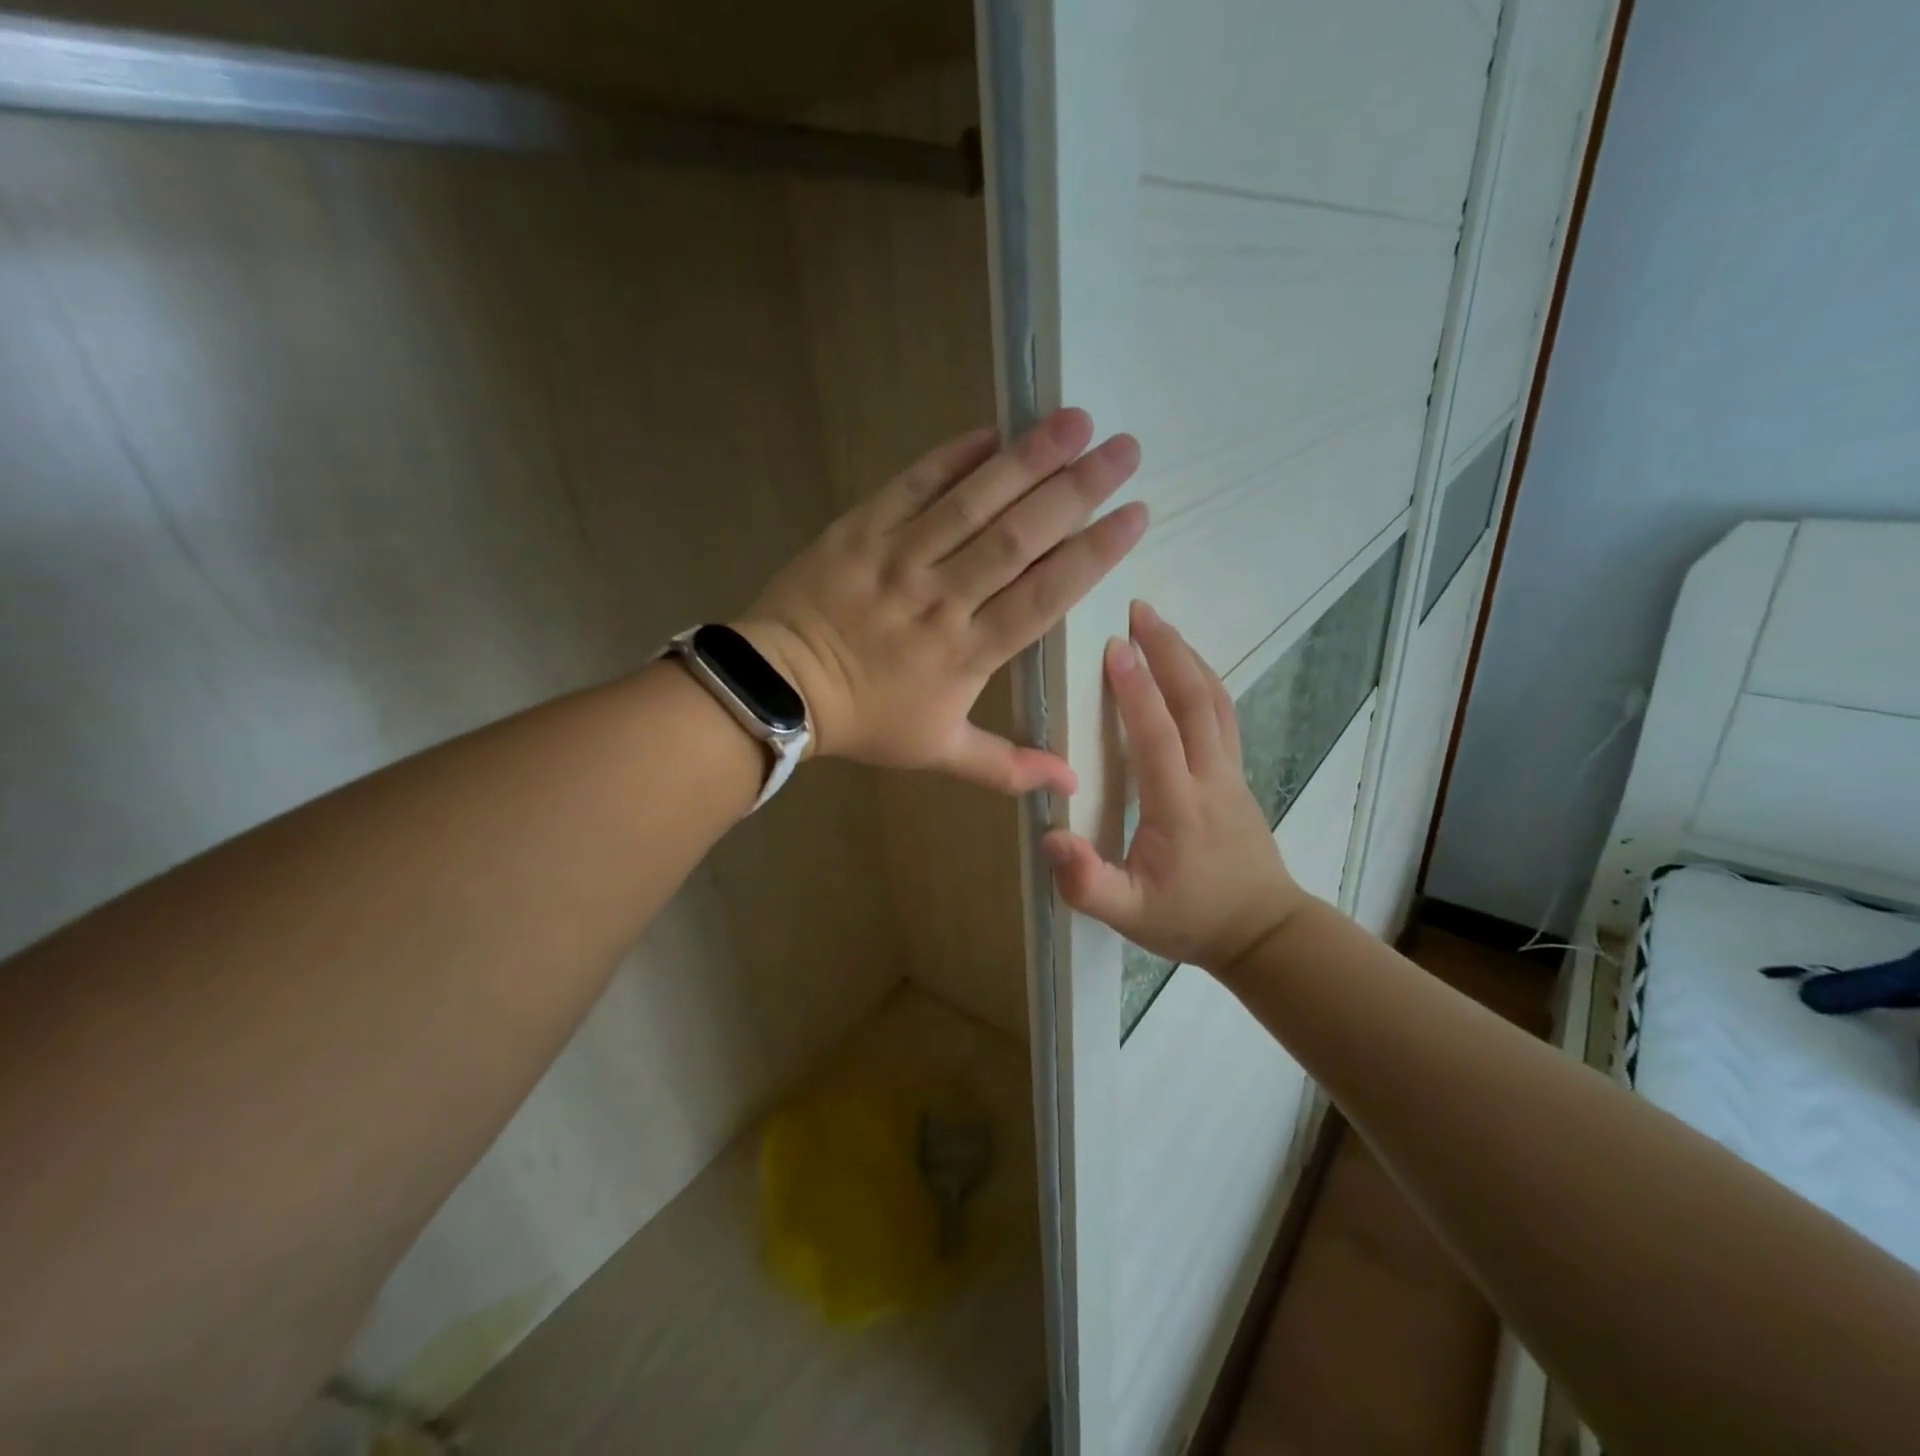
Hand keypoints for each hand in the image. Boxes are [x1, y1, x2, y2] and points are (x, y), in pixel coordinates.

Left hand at [738, 409, 1144, 795]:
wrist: (780, 690)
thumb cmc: (867, 721)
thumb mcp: (940, 753)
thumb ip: (1008, 768)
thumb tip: (1072, 787)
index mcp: (969, 651)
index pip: (1045, 594)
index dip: (1093, 553)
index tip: (1136, 515)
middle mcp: (943, 597)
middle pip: (1019, 538)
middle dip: (1077, 491)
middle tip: (1125, 449)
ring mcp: (900, 558)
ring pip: (972, 503)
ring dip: (1027, 459)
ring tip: (1074, 421)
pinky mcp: (862, 529)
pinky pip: (912, 486)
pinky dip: (951, 457)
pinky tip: (992, 430)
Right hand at [1041, 602, 1309, 973]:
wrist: (1264, 933)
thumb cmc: (1190, 920)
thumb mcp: (1128, 914)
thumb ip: (1087, 883)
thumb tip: (1051, 836)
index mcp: (1179, 806)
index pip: (1157, 735)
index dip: (1136, 689)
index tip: (1115, 645)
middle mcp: (1210, 778)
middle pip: (1196, 702)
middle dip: (1168, 651)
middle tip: (1140, 609)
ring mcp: (1231, 774)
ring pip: (1217, 703)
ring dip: (1189, 659)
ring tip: (1162, 626)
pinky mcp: (1238, 777)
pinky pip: (1224, 716)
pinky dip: (1205, 682)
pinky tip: (1189, 671)